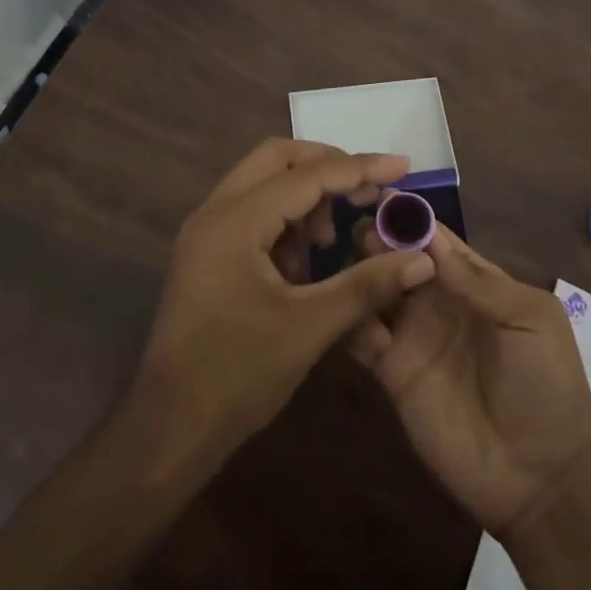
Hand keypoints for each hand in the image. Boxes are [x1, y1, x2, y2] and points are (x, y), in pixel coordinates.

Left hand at [132, 140, 439, 468]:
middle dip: (326, 168)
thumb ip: (366, 285)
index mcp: (235, 221)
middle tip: (366, 193)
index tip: (402, 166)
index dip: (359, 169)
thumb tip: (422, 259)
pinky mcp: (206, 252)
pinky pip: (251, 211)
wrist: (168, 430)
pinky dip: (284, 221)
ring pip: (263, 182)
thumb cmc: (237, 376)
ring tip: (329, 243)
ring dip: (304, 197)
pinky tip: (302, 266)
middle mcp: (215, 212)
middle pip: (277, 159)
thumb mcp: (309, 328)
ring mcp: (206, 231)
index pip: (307, 176)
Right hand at [348, 224, 590, 540]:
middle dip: (377, 239)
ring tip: (338, 257)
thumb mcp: (530, 322)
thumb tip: (431, 242)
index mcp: (474, 282)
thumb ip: (481, 283)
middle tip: (350, 224)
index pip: (435, 240)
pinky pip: (362, 337)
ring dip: (358, 271)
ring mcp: (412, 336)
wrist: (540, 478)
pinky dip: (348, 318)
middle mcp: (437, 301)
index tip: (377, 193)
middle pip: (399, 259)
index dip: (410, 218)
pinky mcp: (392, 372)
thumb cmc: (546, 386)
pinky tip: (339, 305)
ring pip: (376, 291)